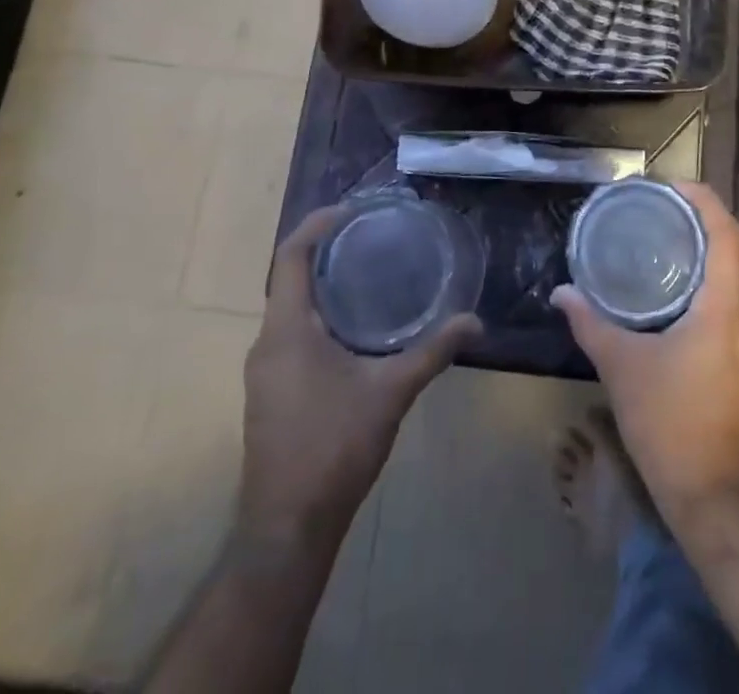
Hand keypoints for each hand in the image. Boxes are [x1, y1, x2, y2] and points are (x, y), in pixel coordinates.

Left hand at [238, 205, 479, 548]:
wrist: (287, 529)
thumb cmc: (334, 448)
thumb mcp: (391, 393)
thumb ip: (433, 352)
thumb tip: (475, 321)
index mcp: (287, 331)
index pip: (290, 258)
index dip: (315, 226)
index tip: (349, 210)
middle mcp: (267, 344)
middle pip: (289, 279)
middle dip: (325, 252)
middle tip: (369, 237)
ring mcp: (264, 372)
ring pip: (290, 310)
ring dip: (322, 286)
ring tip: (366, 273)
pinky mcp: (270, 393)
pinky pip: (290, 335)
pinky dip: (318, 316)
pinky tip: (353, 327)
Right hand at [552, 182, 738, 524]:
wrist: (716, 497)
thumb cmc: (670, 424)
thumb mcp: (622, 368)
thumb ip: (591, 323)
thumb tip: (562, 293)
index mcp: (726, 306)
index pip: (726, 233)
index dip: (704, 201)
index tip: (672, 187)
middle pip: (738, 248)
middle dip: (707, 219)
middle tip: (665, 208)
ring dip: (714, 250)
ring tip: (670, 240)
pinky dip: (717, 280)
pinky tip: (682, 291)